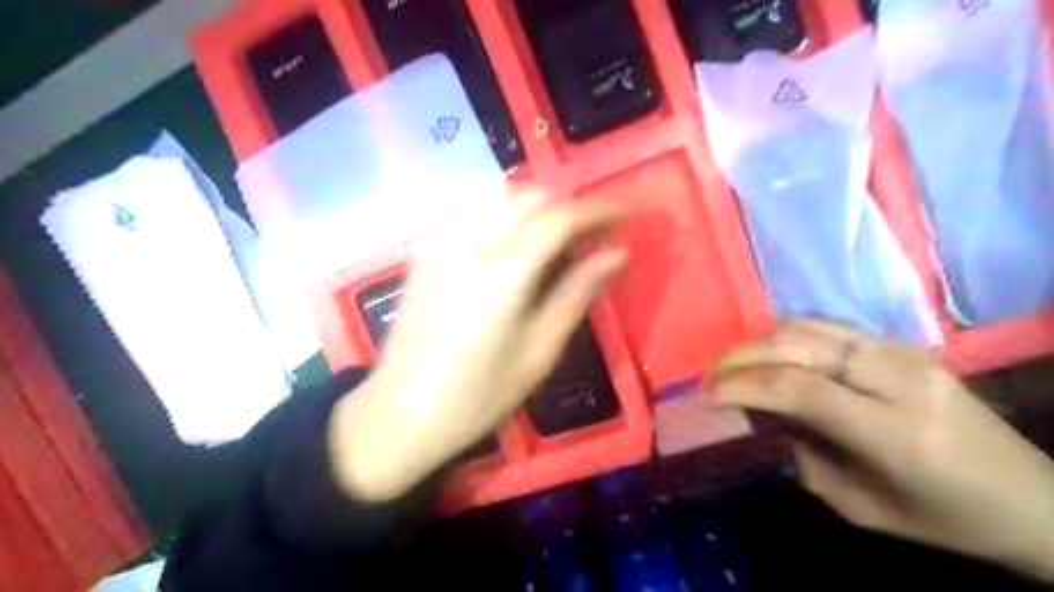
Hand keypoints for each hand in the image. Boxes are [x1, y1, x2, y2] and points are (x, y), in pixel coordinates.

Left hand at [329, 194, 623, 504]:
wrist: (401, 411)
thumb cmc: (478, 395)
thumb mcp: (539, 351)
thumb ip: (578, 293)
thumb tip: (617, 253)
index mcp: (501, 273)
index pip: (558, 217)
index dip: (597, 210)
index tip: (624, 216)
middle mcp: (467, 242)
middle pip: (529, 196)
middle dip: (568, 206)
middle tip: (593, 235)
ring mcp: (439, 241)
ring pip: (501, 197)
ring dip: (538, 209)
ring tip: (559, 242)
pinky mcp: (425, 249)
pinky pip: (475, 212)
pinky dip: (506, 218)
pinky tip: (515, 248)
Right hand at [713, 321, 1053, 580]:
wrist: (1032, 497)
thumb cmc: (943, 518)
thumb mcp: (859, 508)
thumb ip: (799, 457)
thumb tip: (754, 417)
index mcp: (895, 431)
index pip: (799, 389)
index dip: (742, 386)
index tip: (707, 396)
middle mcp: (899, 377)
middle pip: (797, 345)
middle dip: (741, 358)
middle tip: (710, 378)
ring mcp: (902, 351)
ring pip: (807, 325)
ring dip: (759, 342)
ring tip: (733, 365)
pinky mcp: (901, 342)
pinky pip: (826, 325)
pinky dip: (785, 336)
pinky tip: (769, 355)